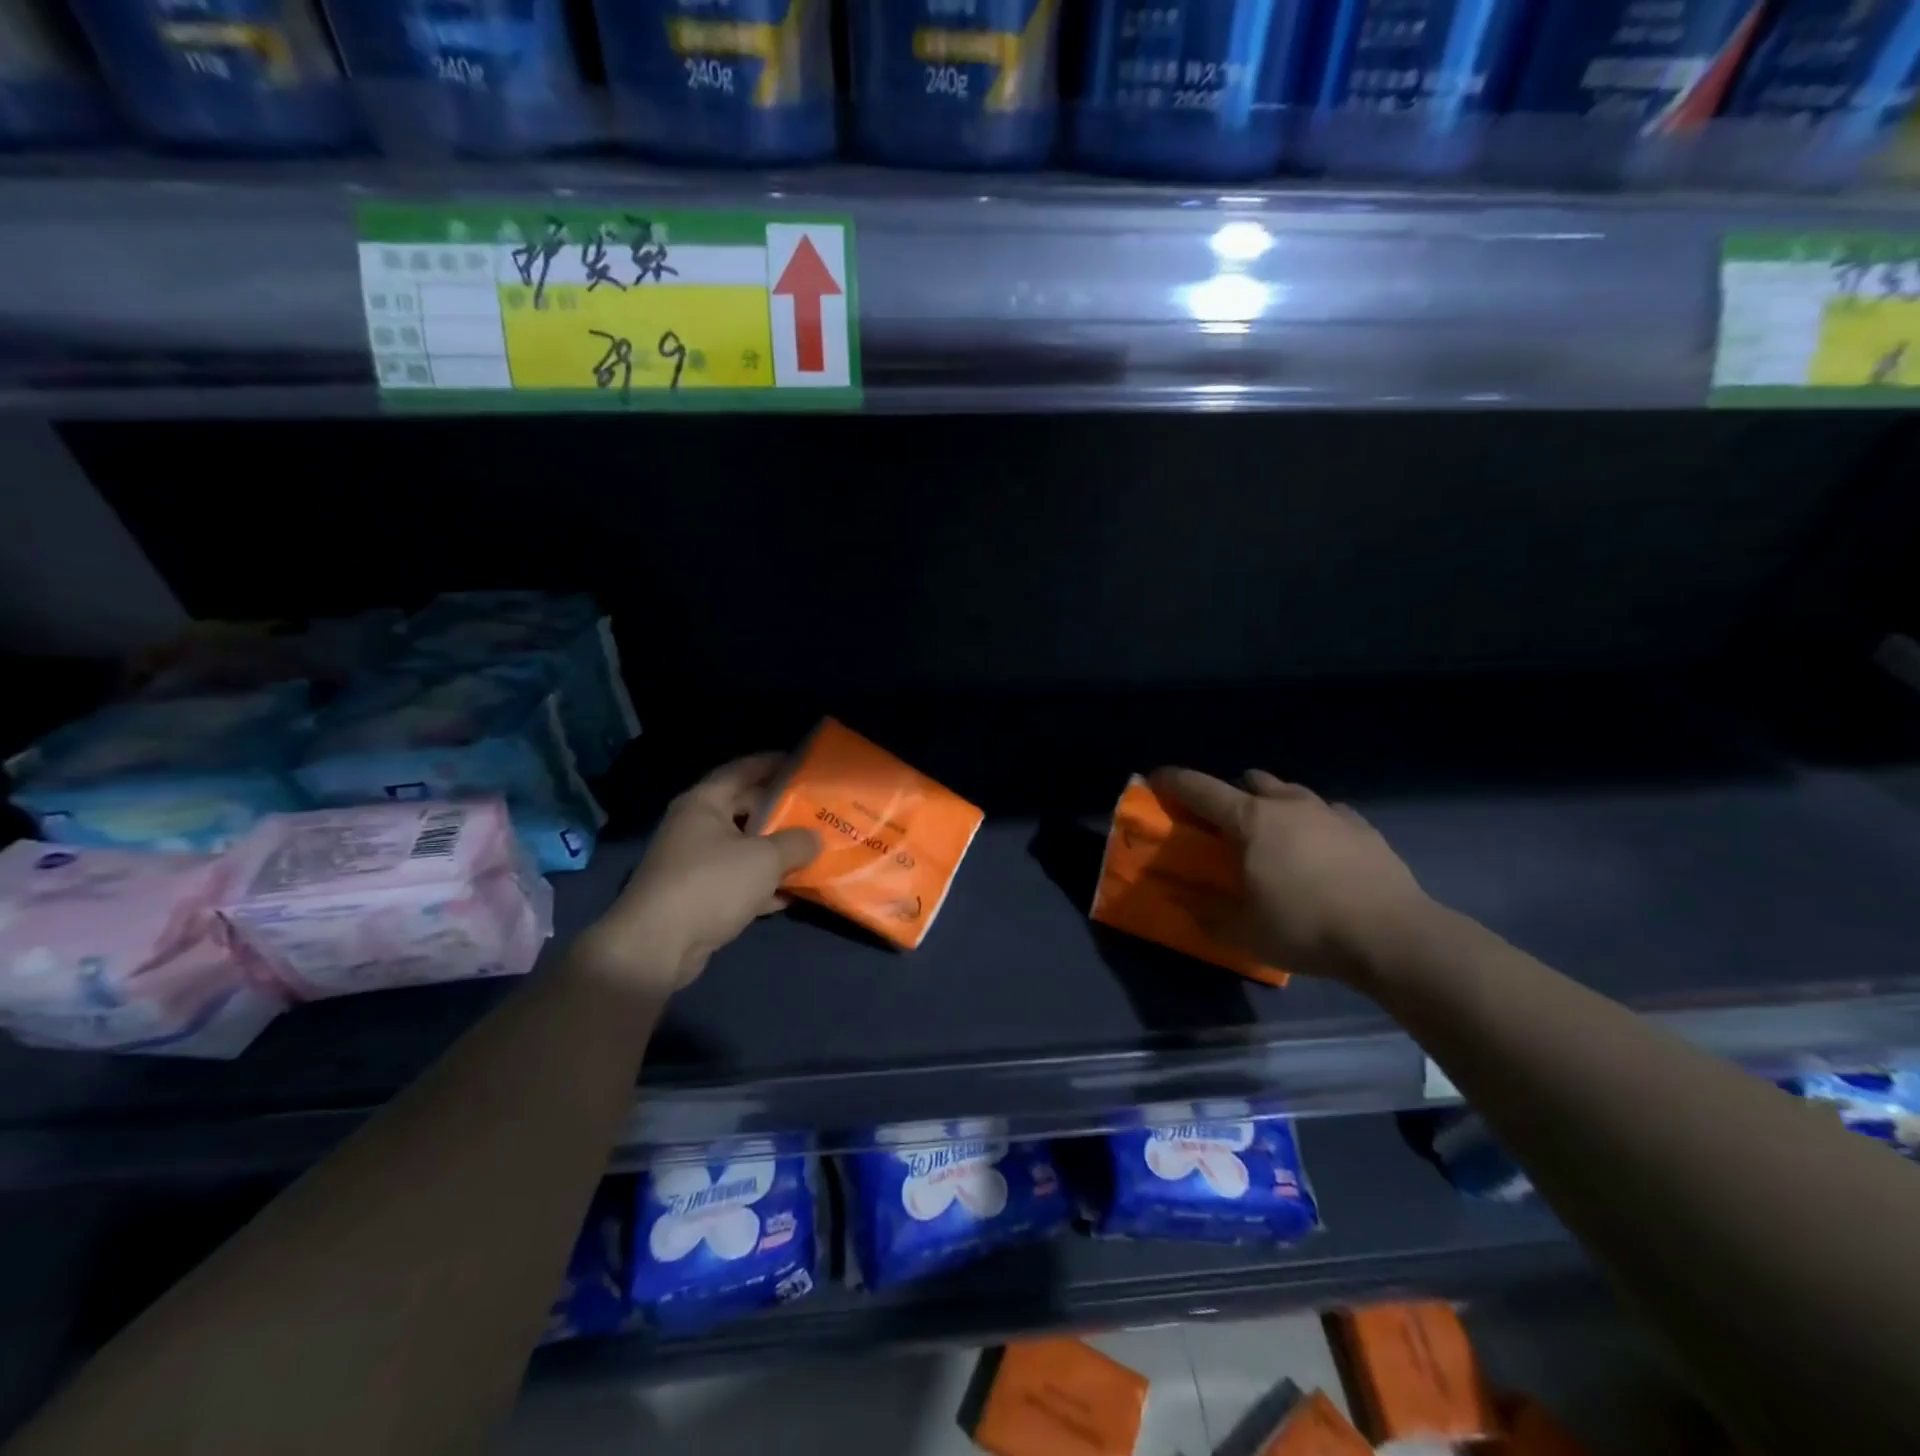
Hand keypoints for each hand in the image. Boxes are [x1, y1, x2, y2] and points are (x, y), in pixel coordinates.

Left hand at [573, 754, 819, 993]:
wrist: (657, 946)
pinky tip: (792, 893)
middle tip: (817, 810)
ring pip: (744, 848)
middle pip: (745, 809)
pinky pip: (738, 881)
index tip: (804, 764)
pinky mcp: (698, 896)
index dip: (773, 763)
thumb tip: (815, 838)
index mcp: (705, 803)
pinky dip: (762, 885)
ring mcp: (694, 863)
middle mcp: (696, 826)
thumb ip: (797, 842)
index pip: (742, 770)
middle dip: (781, 811)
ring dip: (776, 851)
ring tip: (813, 849)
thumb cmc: (712, 884)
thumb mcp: (765, 858)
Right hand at [1149, 767, 1433, 983]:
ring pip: (1290, 791)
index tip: (1156, 779)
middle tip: (1225, 824)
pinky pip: (1326, 811)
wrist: (1393, 937)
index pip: (1201, 789)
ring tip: (1274, 837)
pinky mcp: (1363, 827)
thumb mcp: (1244, 932)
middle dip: (1231, 793)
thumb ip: (1206, 913)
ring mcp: (1329, 812)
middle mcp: (1287, 804)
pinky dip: (1312, 822)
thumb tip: (1181, 899)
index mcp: (1251, 821)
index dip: (1173, 781)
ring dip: (1273, 804)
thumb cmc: (1306, 929)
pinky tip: (1318, 850)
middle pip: (1250, 780)